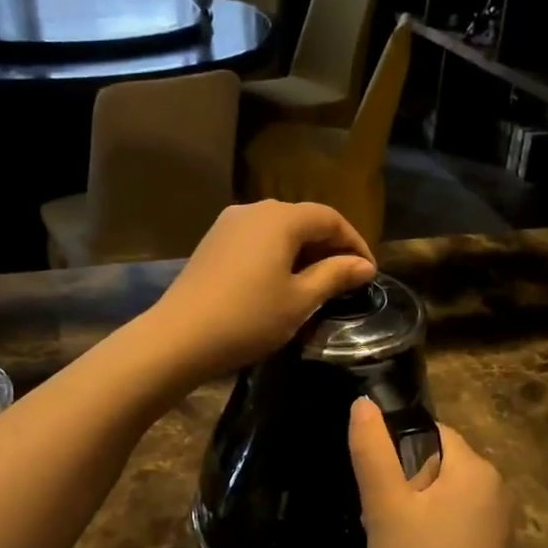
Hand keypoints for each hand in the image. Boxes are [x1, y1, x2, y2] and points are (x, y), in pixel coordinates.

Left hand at [147, 202, 376, 381]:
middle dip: (329, 246)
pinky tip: (280, 282)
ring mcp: (228, 224)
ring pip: (278, 229)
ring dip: (302, 251)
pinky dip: (277, 254)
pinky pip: (256, 240)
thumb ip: (335, 276)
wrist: (179, 337)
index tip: (368, 272)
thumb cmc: (248, 318)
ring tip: (317, 282)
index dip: (354, 242)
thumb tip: (364, 265)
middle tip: (346, 279)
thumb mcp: (300, 300)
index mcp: (280, 218)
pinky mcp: (213, 243)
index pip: (330, 218)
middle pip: (303, 219)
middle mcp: (254, 210)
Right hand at [349, 398, 520, 547]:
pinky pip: (452, 519)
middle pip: (434, 462)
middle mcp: (495, 487)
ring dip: (411, 511)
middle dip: (402, 485)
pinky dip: (428, 531)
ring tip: (393, 545)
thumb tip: (363, 402)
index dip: (395, 453)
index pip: (429, 432)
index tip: (377, 490)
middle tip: (381, 522)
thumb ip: (372, 452)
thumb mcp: (385, 509)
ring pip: (439, 493)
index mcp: (476, 469)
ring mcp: (497, 520)